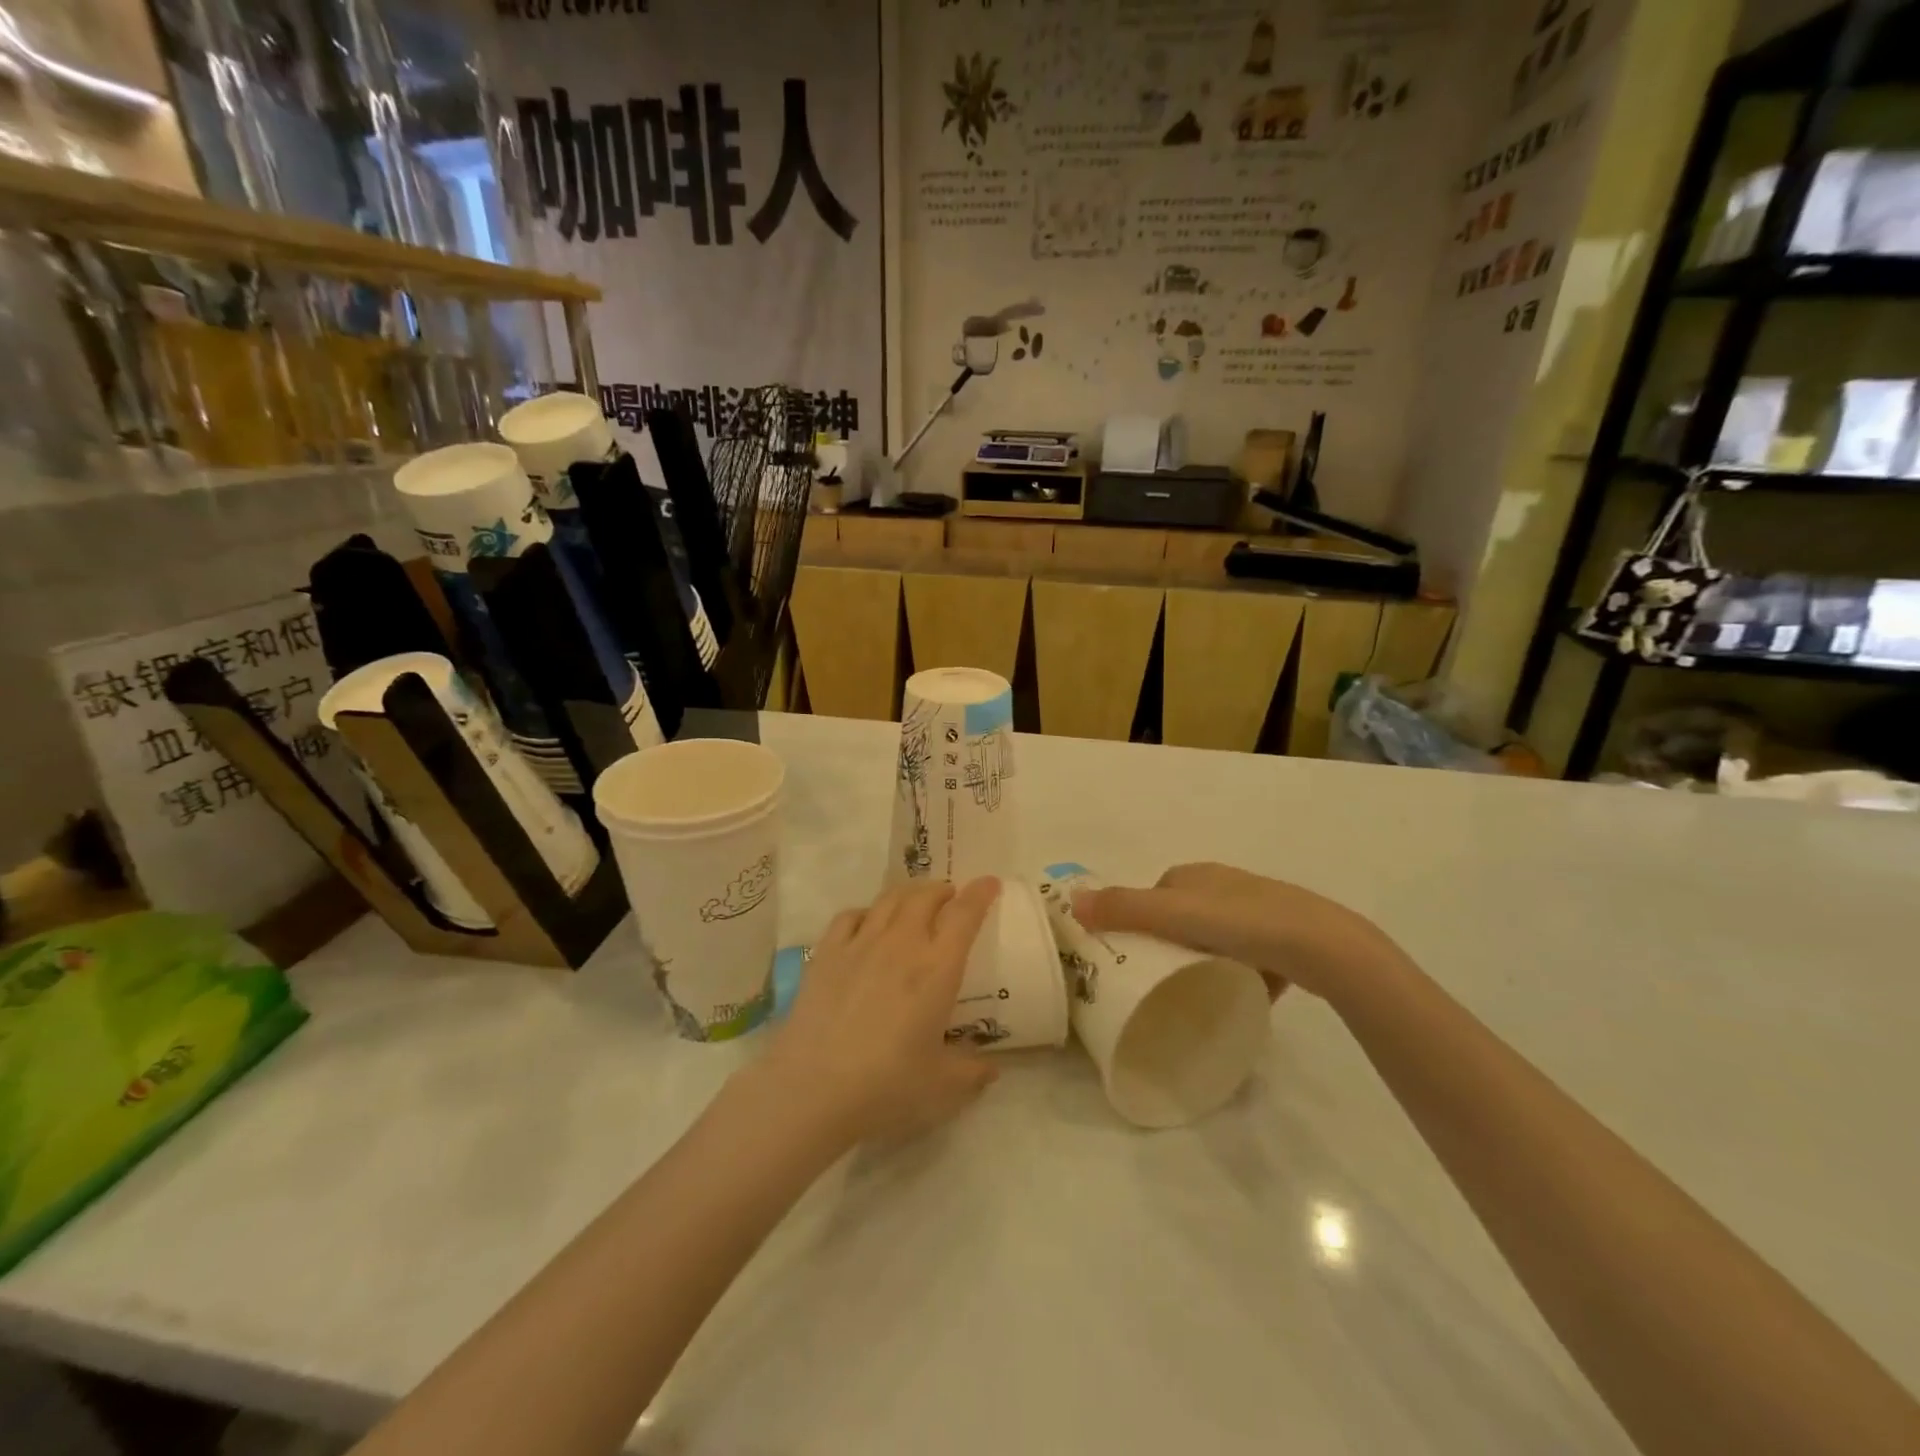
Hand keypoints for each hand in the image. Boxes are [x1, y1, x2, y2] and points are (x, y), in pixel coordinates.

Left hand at [759, 878, 1001, 1145]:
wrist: (812, 1089)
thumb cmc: (886, 1086)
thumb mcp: (942, 1087)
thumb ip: (972, 1073)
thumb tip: (991, 1068)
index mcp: (937, 969)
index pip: (964, 915)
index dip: (980, 893)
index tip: (990, 883)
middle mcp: (901, 944)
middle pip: (925, 896)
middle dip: (942, 890)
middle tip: (950, 897)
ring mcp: (860, 944)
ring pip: (889, 899)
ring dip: (908, 893)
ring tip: (915, 901)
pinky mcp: (826, 954)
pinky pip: (849, 916)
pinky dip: (867, 911)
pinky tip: (867, 922)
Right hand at [1070, 862, 1398, 1003]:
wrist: (1320, 945)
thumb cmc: (1241, 922)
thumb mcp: (1174, 914)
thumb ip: (1123, 908)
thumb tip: (1071, 900)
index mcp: (1198, 874)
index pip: (1156, 893)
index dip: (1140, 920)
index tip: (1133, 955)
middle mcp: (1226, 885)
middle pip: (1185, 915)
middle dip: (1171, 942)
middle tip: (1160, 977)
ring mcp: (1260, 910)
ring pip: (1218, 936)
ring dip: (1205, 957)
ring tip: (1196, 991)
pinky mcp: (1286, 939)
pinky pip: (1251, 955)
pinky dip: (1240, 971)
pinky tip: (1238, 996)